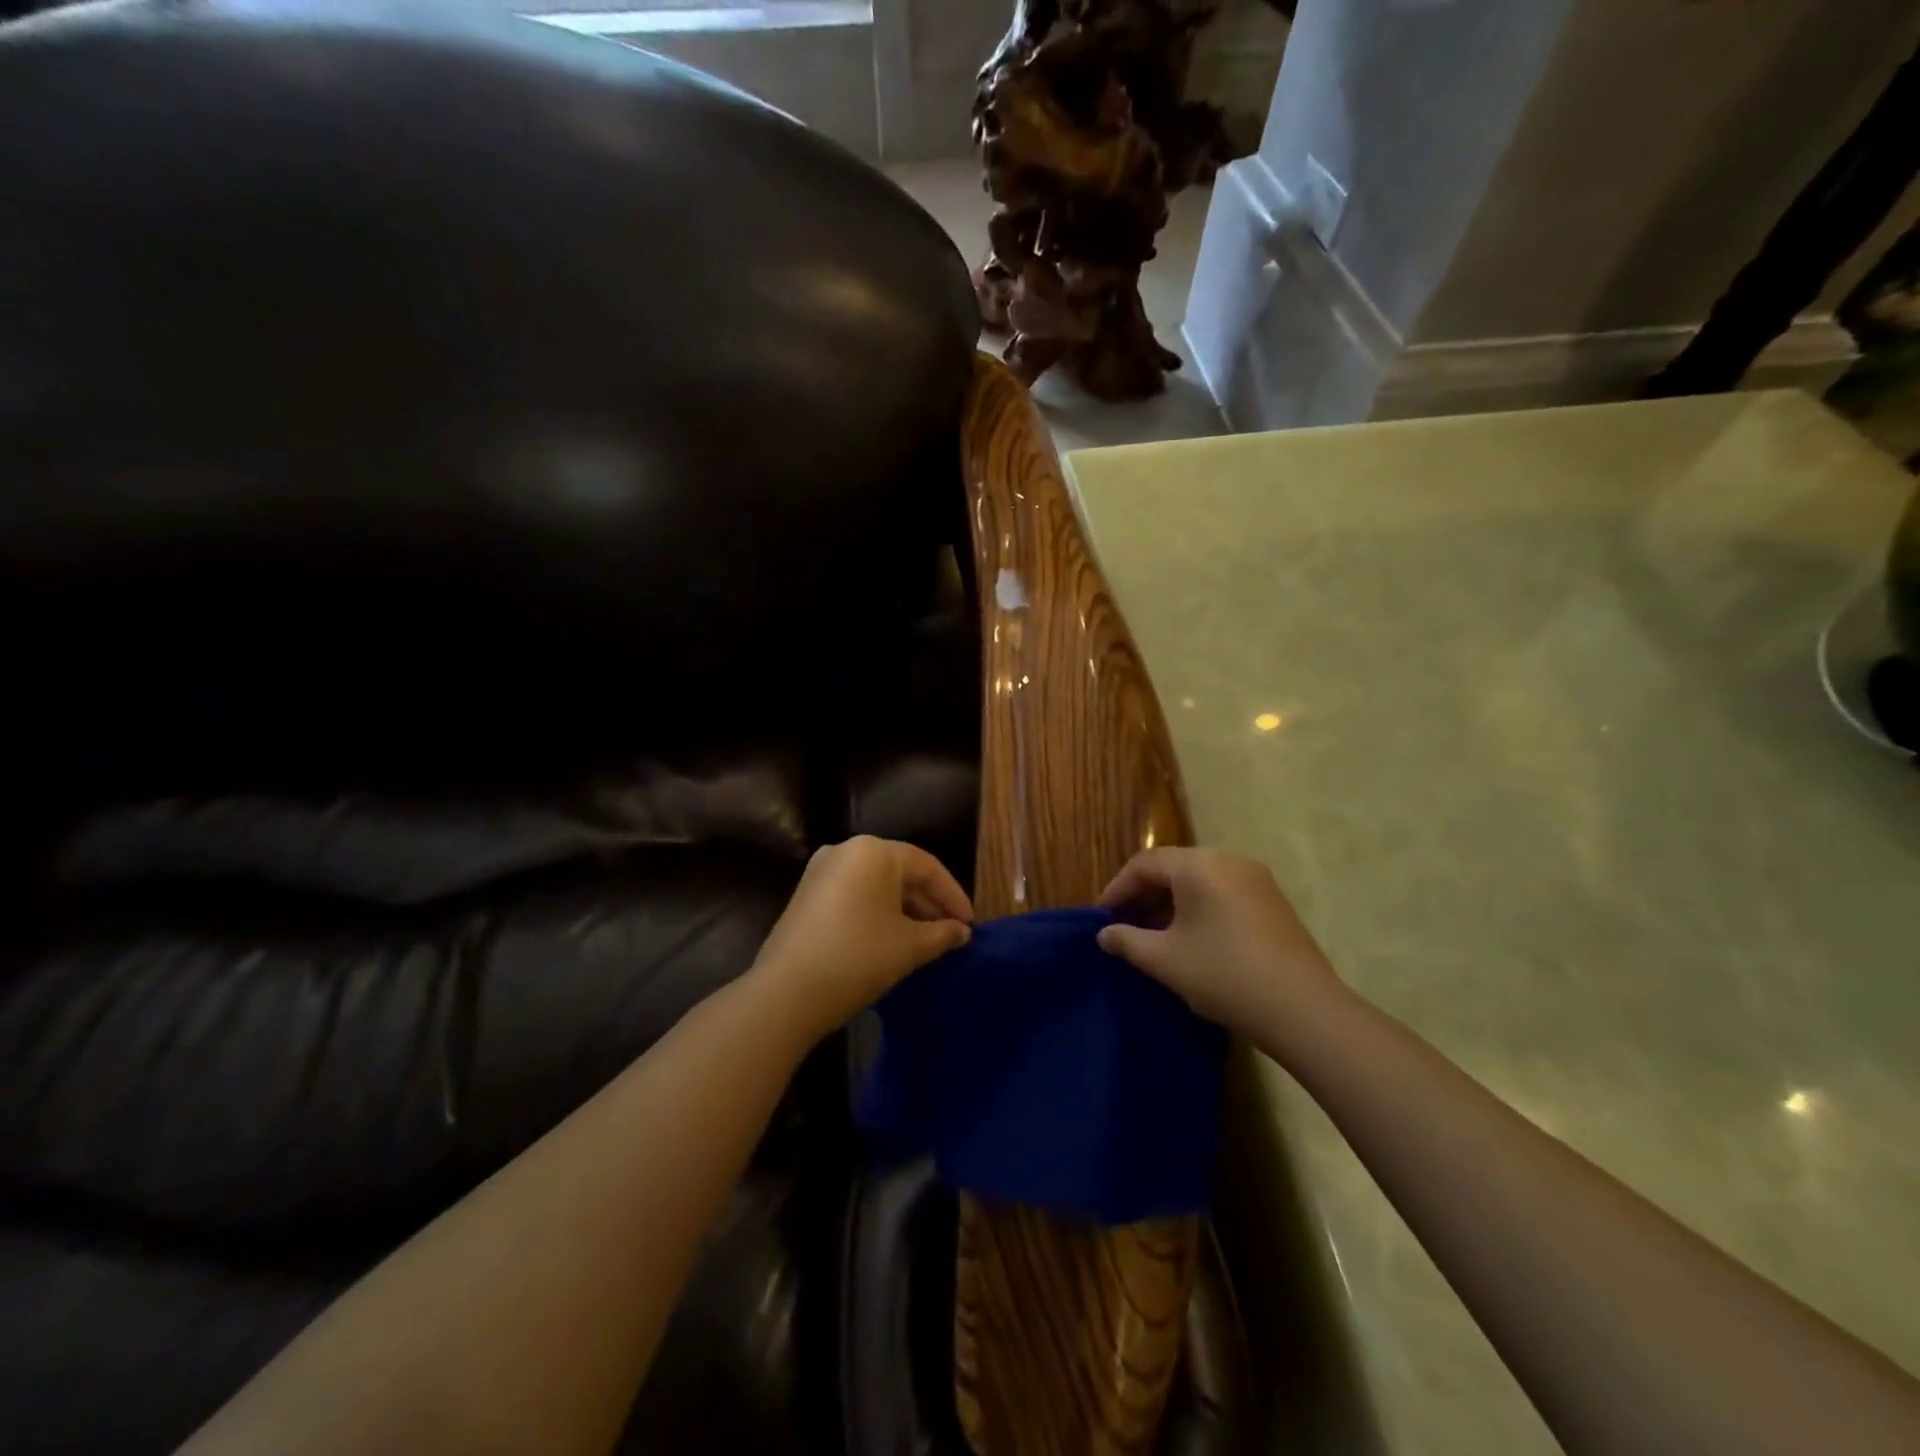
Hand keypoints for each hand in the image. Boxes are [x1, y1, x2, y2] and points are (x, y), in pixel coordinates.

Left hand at [752, 836, 972, 1039]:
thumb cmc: (858, 958)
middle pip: (900, 872)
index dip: (953, 896)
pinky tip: (892, 940)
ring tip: (926, 940)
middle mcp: (846, 851)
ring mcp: (821, 872)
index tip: (970, 925)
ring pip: (876, 885)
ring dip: (904, 910)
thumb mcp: (909, 946)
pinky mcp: (806, 895)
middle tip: (951, 933)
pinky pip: (854, 895)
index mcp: (874, 852)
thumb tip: (962, 931)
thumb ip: (942, 934)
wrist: (786, 993)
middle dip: (929, 903)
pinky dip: (877, 913)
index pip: (927, 866)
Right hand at [1096, 847, 1343, 1045]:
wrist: (1303, 1010)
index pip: (1145, 864)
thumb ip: (1127, 941)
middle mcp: (1228, 860)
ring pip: (1199, 880)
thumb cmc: (1223, 975)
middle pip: (1173, 867)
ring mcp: (1256, 879)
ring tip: (1154, 934)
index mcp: (1199, 865)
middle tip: (1124, 925)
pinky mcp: (1273, 901)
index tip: (1102, 918)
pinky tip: (1191, 938)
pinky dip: (1198, 907)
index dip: (1117, 889)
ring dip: (1171, 902)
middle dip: (1144, 894)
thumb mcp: (1165, 960)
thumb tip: (1105, 934)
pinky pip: (1222, 892)